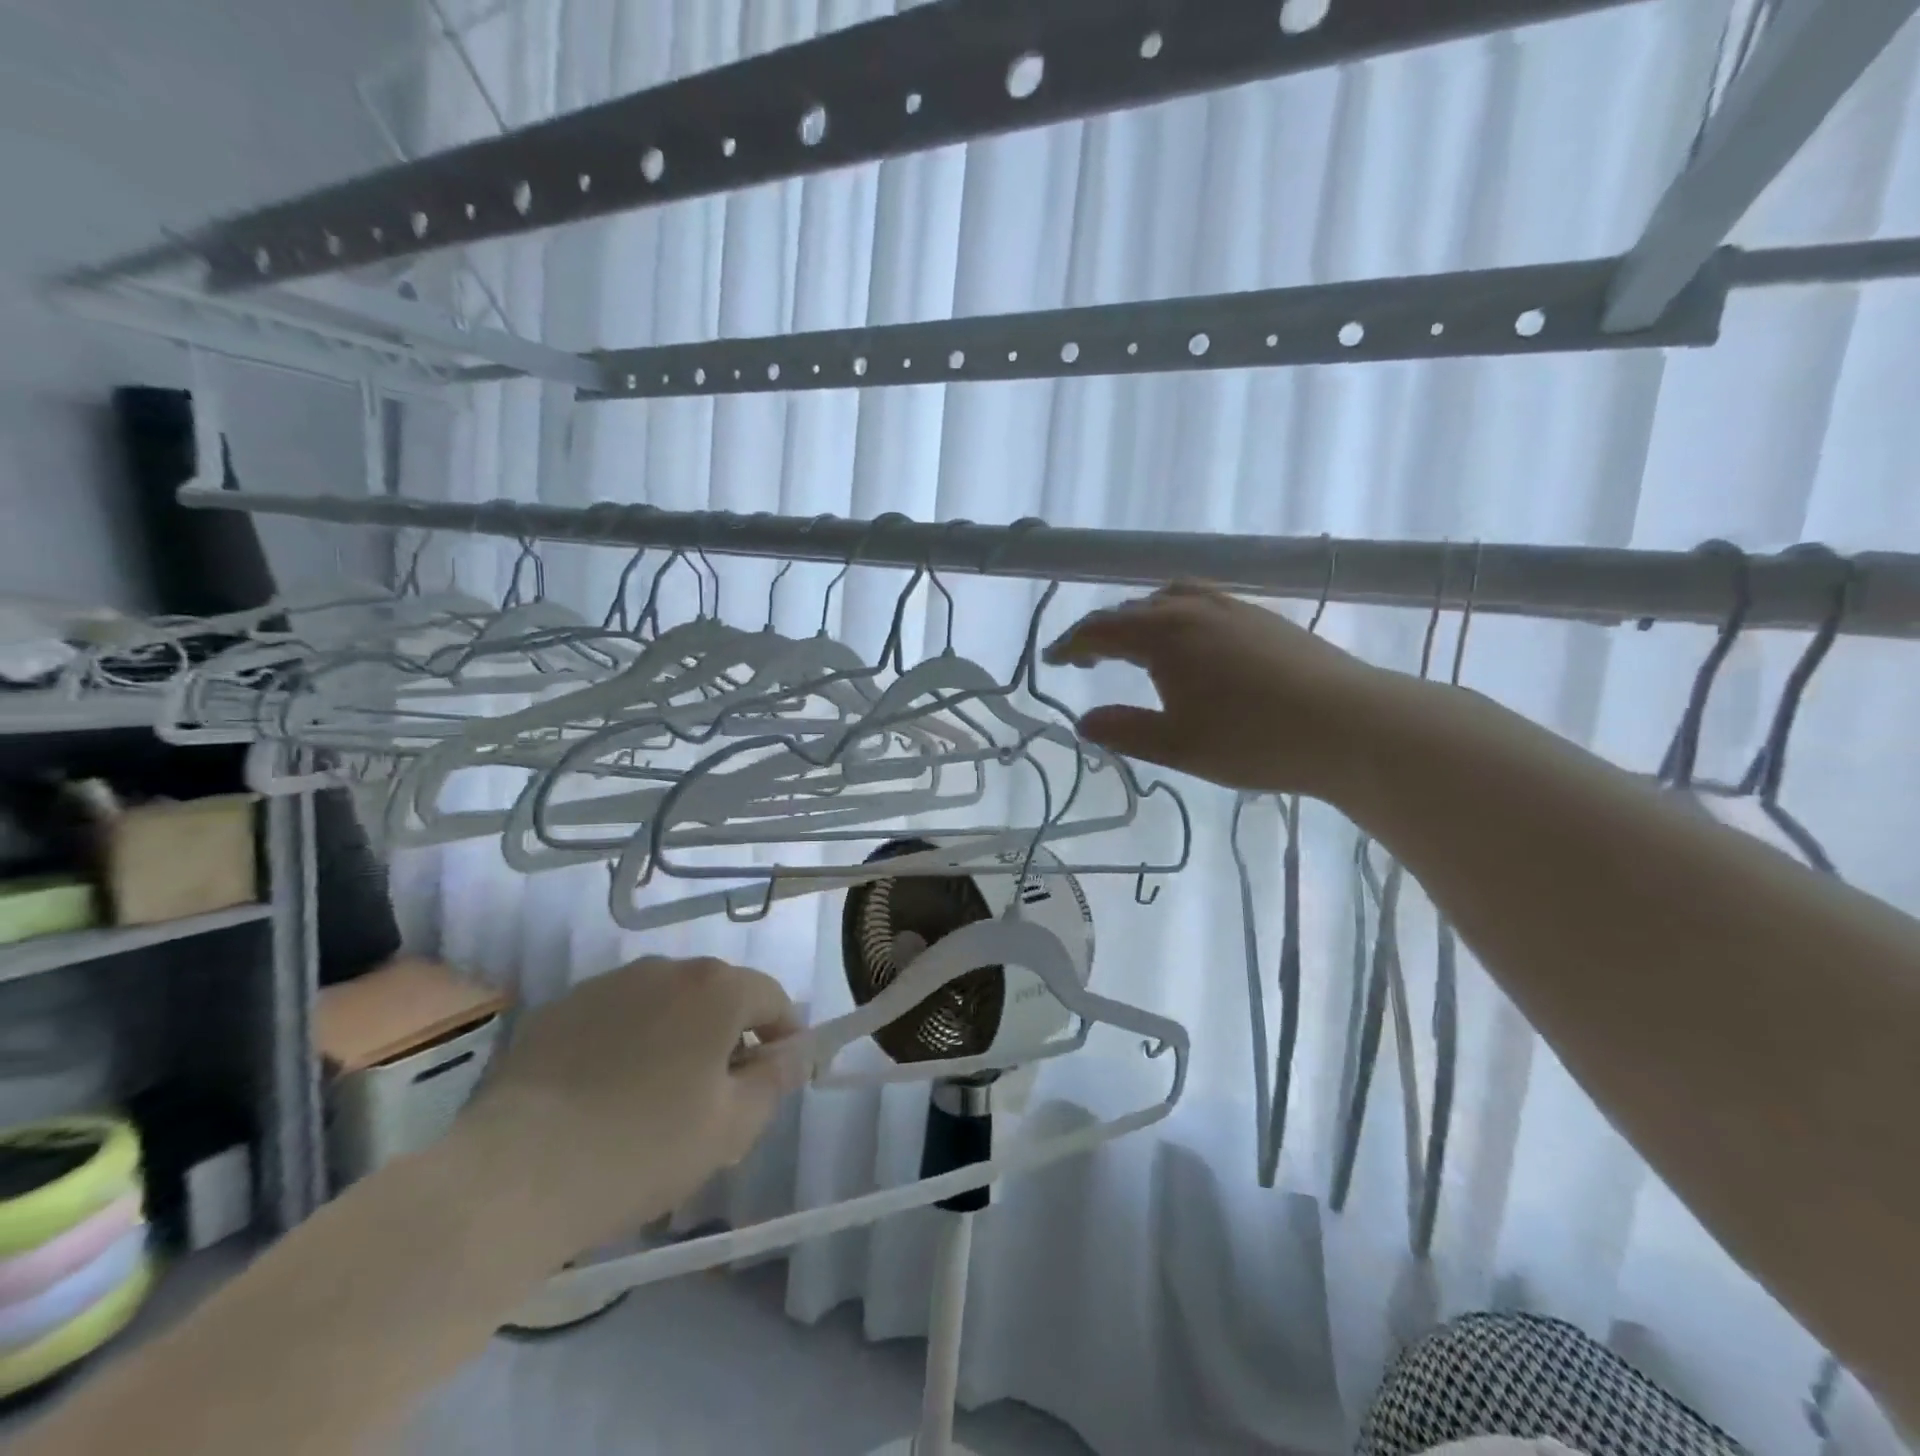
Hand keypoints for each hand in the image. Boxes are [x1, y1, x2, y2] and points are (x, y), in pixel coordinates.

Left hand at [464, 957, 801, 1257]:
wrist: (511, 1177)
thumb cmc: (641, 1149)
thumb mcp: (731, 1127)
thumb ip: (776, 1079)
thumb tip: (795, 1051)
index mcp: (715, 989)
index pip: (772, 998)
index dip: (784, 1036)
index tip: (777, 1077)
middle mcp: (665, 968)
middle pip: (717, 995)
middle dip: (729, 1035)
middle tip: (719, 1095)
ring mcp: (607, 984)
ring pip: (665, 1003)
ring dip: (678, 1035)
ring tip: (659, 1095)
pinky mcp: (559, 1008)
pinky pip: (616, 1017)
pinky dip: (628, 1041)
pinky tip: (607, 1093)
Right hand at [1044, 583, 1392, 798]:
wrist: (1350, 725)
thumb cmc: (1252, 738)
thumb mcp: (1176, 745)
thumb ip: (1124, 730)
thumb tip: (1084, 721)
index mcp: (1164, 633)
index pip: (1102, 629)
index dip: (1071, 644)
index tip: (1052, 659)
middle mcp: (1194, 608)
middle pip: (1134, 609)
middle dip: (1103, 630)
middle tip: (1087, 657)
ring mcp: (1234, 609)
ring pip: (1173, 599)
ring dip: (1143, 618)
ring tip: (1136, 643)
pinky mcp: (1265, 619)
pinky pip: (1204, 603)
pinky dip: (1178, 617)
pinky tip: (1193, 645)